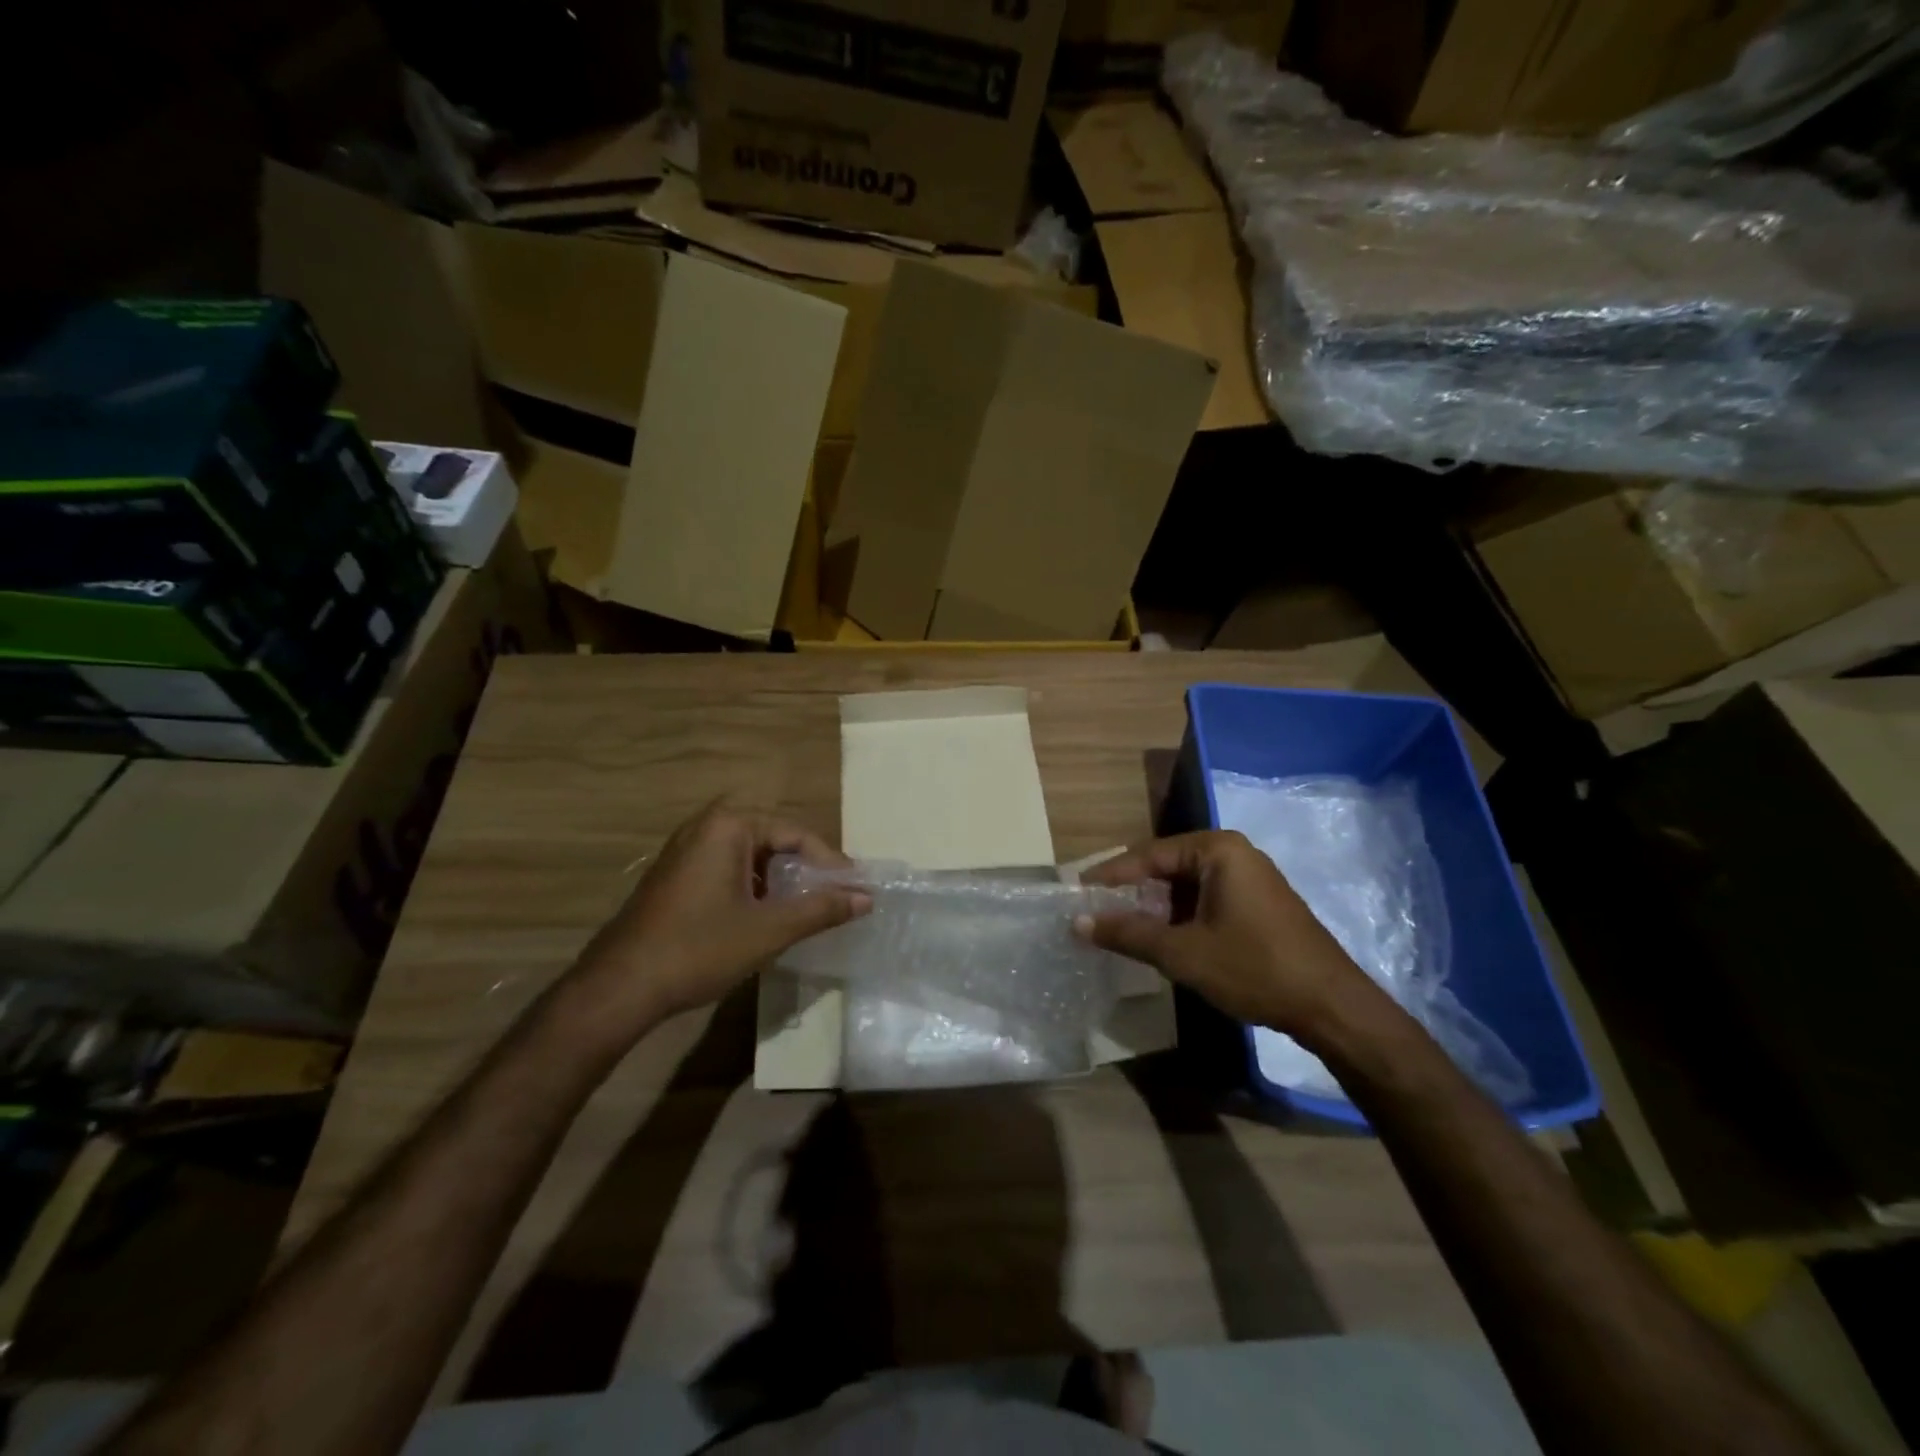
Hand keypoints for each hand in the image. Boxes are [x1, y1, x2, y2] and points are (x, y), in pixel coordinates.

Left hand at [564, 803, 870, 1038]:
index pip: (796, 834)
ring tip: (804, 909)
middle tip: (833, 898)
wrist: (618, 988)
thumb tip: (867, 897)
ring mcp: (685, 850)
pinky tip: (763, 917)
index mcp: (729, 826)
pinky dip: (753, 888)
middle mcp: (705, 827)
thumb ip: (821, 909)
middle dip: (805, 870)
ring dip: (780, 880)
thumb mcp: (768, 930)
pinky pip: (727, 869)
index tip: (854, 891)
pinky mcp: (674, 876)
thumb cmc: (698, 949)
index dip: (830, 864)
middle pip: (774, 840)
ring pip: (750, 857)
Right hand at [1077, 831, 1370, 1040]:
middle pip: (1166, 867)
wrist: (1331, 1006)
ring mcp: (1249, 878)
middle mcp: (1234, 853)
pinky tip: (1161, 939)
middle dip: (1131, 892)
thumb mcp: (1181, 952)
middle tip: (1096, 913)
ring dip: (1154, 907)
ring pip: (1185, 886)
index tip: (1077, 893)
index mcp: (1217, 849)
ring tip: (1121, 929)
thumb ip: (1127, 933)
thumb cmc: (1253, 968)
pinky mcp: (1258, 903)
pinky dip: (1179, 916)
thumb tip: (1077, 922)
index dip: (1110, 876)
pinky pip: (1205, 899)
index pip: (1148, 854)